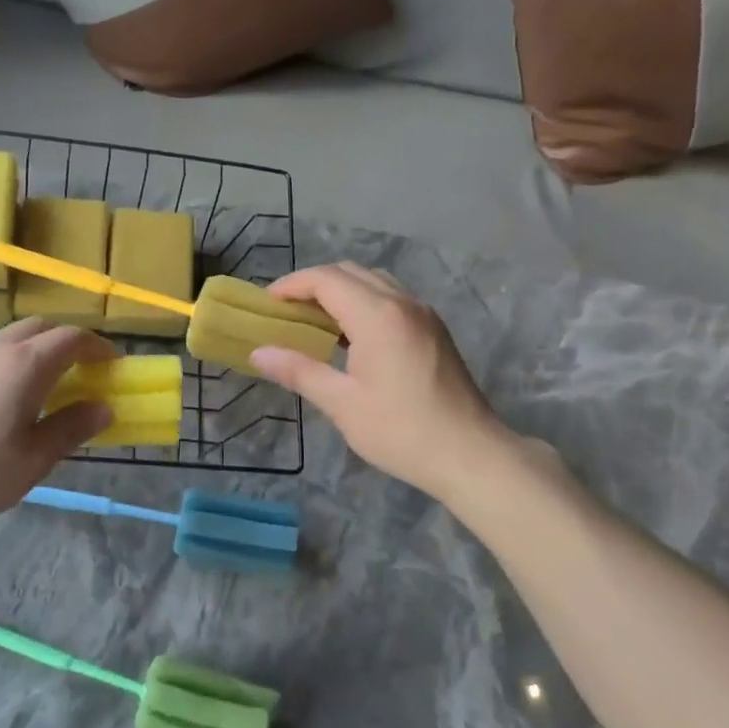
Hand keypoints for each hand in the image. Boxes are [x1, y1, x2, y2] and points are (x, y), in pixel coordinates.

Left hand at [0, 320, 115, 532]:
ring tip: (48, 387)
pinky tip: (5, 400)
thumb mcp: (32, 460)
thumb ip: (71, 429)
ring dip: (39, 350)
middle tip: (85, 373)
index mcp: (25, 365)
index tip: (114, 366)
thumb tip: (104, 407)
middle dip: (70, 342)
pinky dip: (13, 362)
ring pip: (13, 337)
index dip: (99, 347)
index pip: (73, 338)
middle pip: (42, 327)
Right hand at [249, 263, 511, 497]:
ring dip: (340, 292)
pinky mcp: (434, 330)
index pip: (326, 279)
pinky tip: (350, 337)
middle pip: (350, 273)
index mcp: (377, 315)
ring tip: (313, 322)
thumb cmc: (401, 431)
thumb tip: (257, 353)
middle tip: (286, 312)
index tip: (266, 303)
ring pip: (373, 283)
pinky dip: (363, 304)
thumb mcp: (342, 403)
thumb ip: (298, 371)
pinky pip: (391, 299)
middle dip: (313, 285)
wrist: (471, 454)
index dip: (292, 285)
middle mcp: (402, 303)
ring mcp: (423, 314)